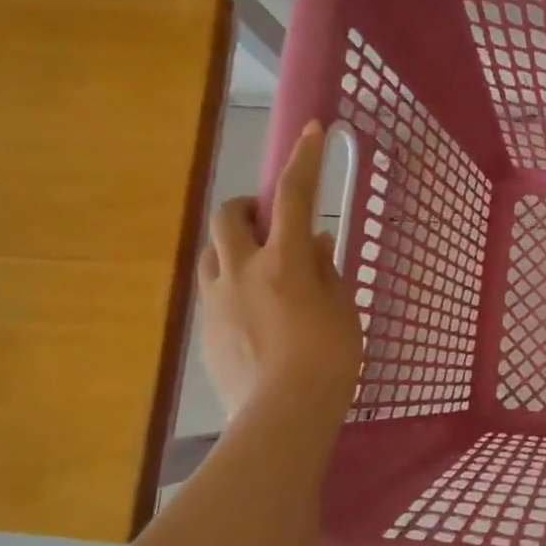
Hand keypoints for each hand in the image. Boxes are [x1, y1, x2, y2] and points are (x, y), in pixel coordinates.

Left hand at [197, 121, 363, 420]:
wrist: (282, 415)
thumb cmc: (329, 359)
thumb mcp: (341, 309)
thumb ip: (325, 271)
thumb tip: (312, 243)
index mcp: (284, 260)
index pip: (293, 196)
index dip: (303, 160)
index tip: (311, 131)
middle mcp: (242, 269)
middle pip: (230, 215)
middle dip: (248, 207)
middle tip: (272, 224)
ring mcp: (216, 299)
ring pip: (213, 252)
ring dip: (234, 246)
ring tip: (261, 270)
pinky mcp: (204, 328)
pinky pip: (213, 289)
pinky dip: (232, 284)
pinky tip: (255, 314)